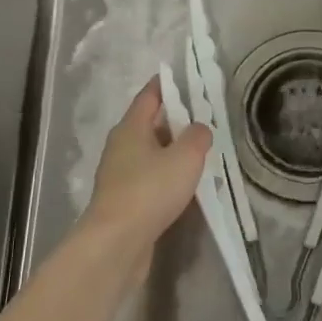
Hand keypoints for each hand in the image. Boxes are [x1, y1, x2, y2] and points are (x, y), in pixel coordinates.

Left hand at [84, 79, 211, 248]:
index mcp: (131, 128)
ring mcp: (119, 175)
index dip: (166, 85)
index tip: (184, 77)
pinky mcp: (124, 201)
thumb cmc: (150, 190)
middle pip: (149, 124)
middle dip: (175, 119)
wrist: (117, 242)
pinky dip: (166, 175)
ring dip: (172, 150)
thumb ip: (198, 137)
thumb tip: (200, 128)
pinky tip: (185, 184)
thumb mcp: (185, 157)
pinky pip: (149, 178)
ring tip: (200, 151)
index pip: (149, 96)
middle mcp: (121, 146)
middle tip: (204, 116)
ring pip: (150, 153)